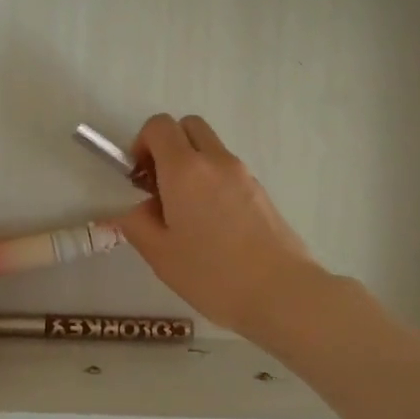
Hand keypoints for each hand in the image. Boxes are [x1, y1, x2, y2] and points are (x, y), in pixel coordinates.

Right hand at [115, 114, 319, 337]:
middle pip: (188, 126)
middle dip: (169, 145)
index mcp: (185, 170)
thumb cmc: (213, 274)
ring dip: (192, 165)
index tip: (140, 178)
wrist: (282, 292)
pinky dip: (213, 182)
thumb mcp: (160, 255)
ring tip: (187, 212)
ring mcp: (243, 174)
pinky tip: (213, 226)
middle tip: (161, 185)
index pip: (159, 126)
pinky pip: (228, 171)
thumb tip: (141, 209)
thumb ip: (138, 224)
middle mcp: (216, 161)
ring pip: (210, 149)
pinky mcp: (261, 191)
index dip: (142, 143)